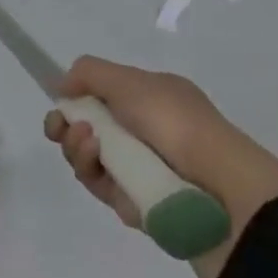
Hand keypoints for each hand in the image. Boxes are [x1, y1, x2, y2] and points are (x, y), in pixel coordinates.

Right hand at [44, 56, 277, 277]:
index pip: (103, 95)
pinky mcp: (138, 205)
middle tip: (60, 128)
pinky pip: (104, 188)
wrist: (218, 187)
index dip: (75, 99)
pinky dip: (95, 175)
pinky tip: (101, 165)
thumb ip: (89, 73)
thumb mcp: (129, 81)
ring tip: (89, 143)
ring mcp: (142, 169)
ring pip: (91, 159)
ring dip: (78, 148)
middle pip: (89, 129)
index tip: (58, 103)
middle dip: (67, 127)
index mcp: (151, 98)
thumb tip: (63, 86)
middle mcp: (145, 131)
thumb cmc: (174, 122)